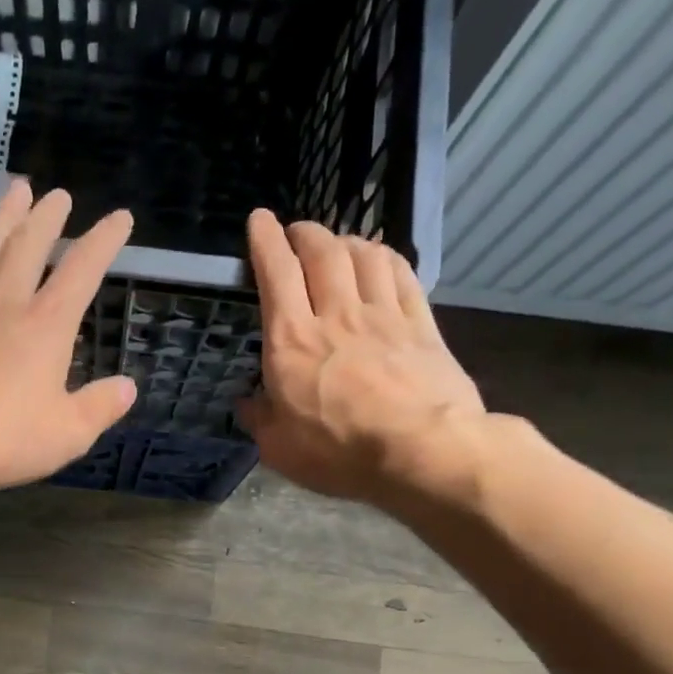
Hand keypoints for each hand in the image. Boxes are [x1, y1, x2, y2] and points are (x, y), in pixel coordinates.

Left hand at [0, 180, 137, 497]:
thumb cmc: (7, 439)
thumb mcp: (69, 432)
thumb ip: (100, 407)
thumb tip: (126, 387)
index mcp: (46, 327)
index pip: (82, 272)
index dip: (103, 242)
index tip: (119, 218)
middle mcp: (4, 308)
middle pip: (27, 250)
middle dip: (46, 219)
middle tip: (57, 195)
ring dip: (1, 221)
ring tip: (13, 191)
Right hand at [237, 211, 490, 511]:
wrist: (424, 452)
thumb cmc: (340, 453)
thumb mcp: (279, 448)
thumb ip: (260, 419)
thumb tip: (248, 402)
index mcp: (291, 341)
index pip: (275, 272)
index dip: (265, 240)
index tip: (259, 220)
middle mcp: (335, 314)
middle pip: (322, 251)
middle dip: (304, 233)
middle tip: (296, 232)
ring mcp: (383, 315)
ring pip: (363, 255)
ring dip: (345, 240)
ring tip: (336, 245)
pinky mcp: (421, 325)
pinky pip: (401, 274)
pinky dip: (385, 258)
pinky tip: (380, 260)